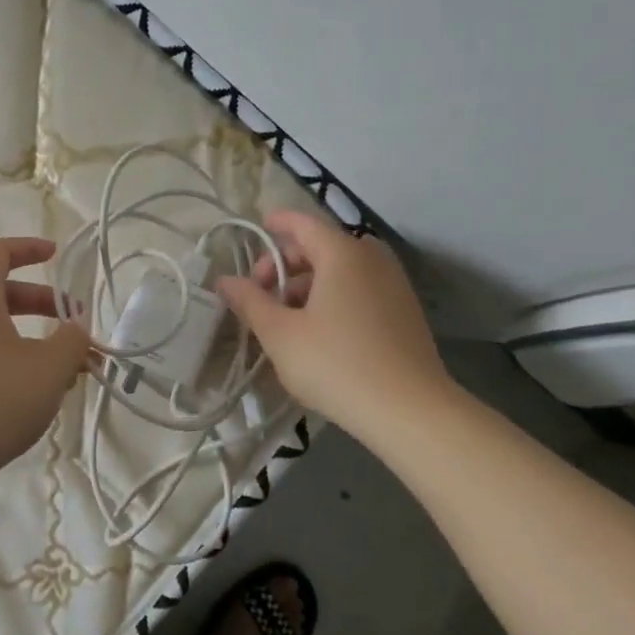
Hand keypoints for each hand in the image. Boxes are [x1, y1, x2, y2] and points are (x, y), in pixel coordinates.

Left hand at [0, 237, 92, 485]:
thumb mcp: (49, 368)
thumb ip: (72, 341)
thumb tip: (76, 330)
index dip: (29, 248)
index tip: (56, 255)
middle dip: (40, 303)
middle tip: (73, 325)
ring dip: (27, 338)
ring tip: (60, 369)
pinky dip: (5, 359)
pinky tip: (29, 394)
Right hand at [216, 210, 459, 441]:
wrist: (409, 411)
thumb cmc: (336, 364)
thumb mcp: (280, 334)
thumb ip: (250, 301)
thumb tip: (224, 280)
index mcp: (342, 254)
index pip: (303, 223)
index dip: (276, 223)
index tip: (257, 229)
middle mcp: (372, 259)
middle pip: (321, 246)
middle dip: (286, 264)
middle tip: (260, 294)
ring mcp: (394, 285)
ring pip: (341, 270)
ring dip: (308, 284)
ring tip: (285, 318)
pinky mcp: (404, 311)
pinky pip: (360, 289)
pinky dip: (333, 296)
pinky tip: (318, 331)